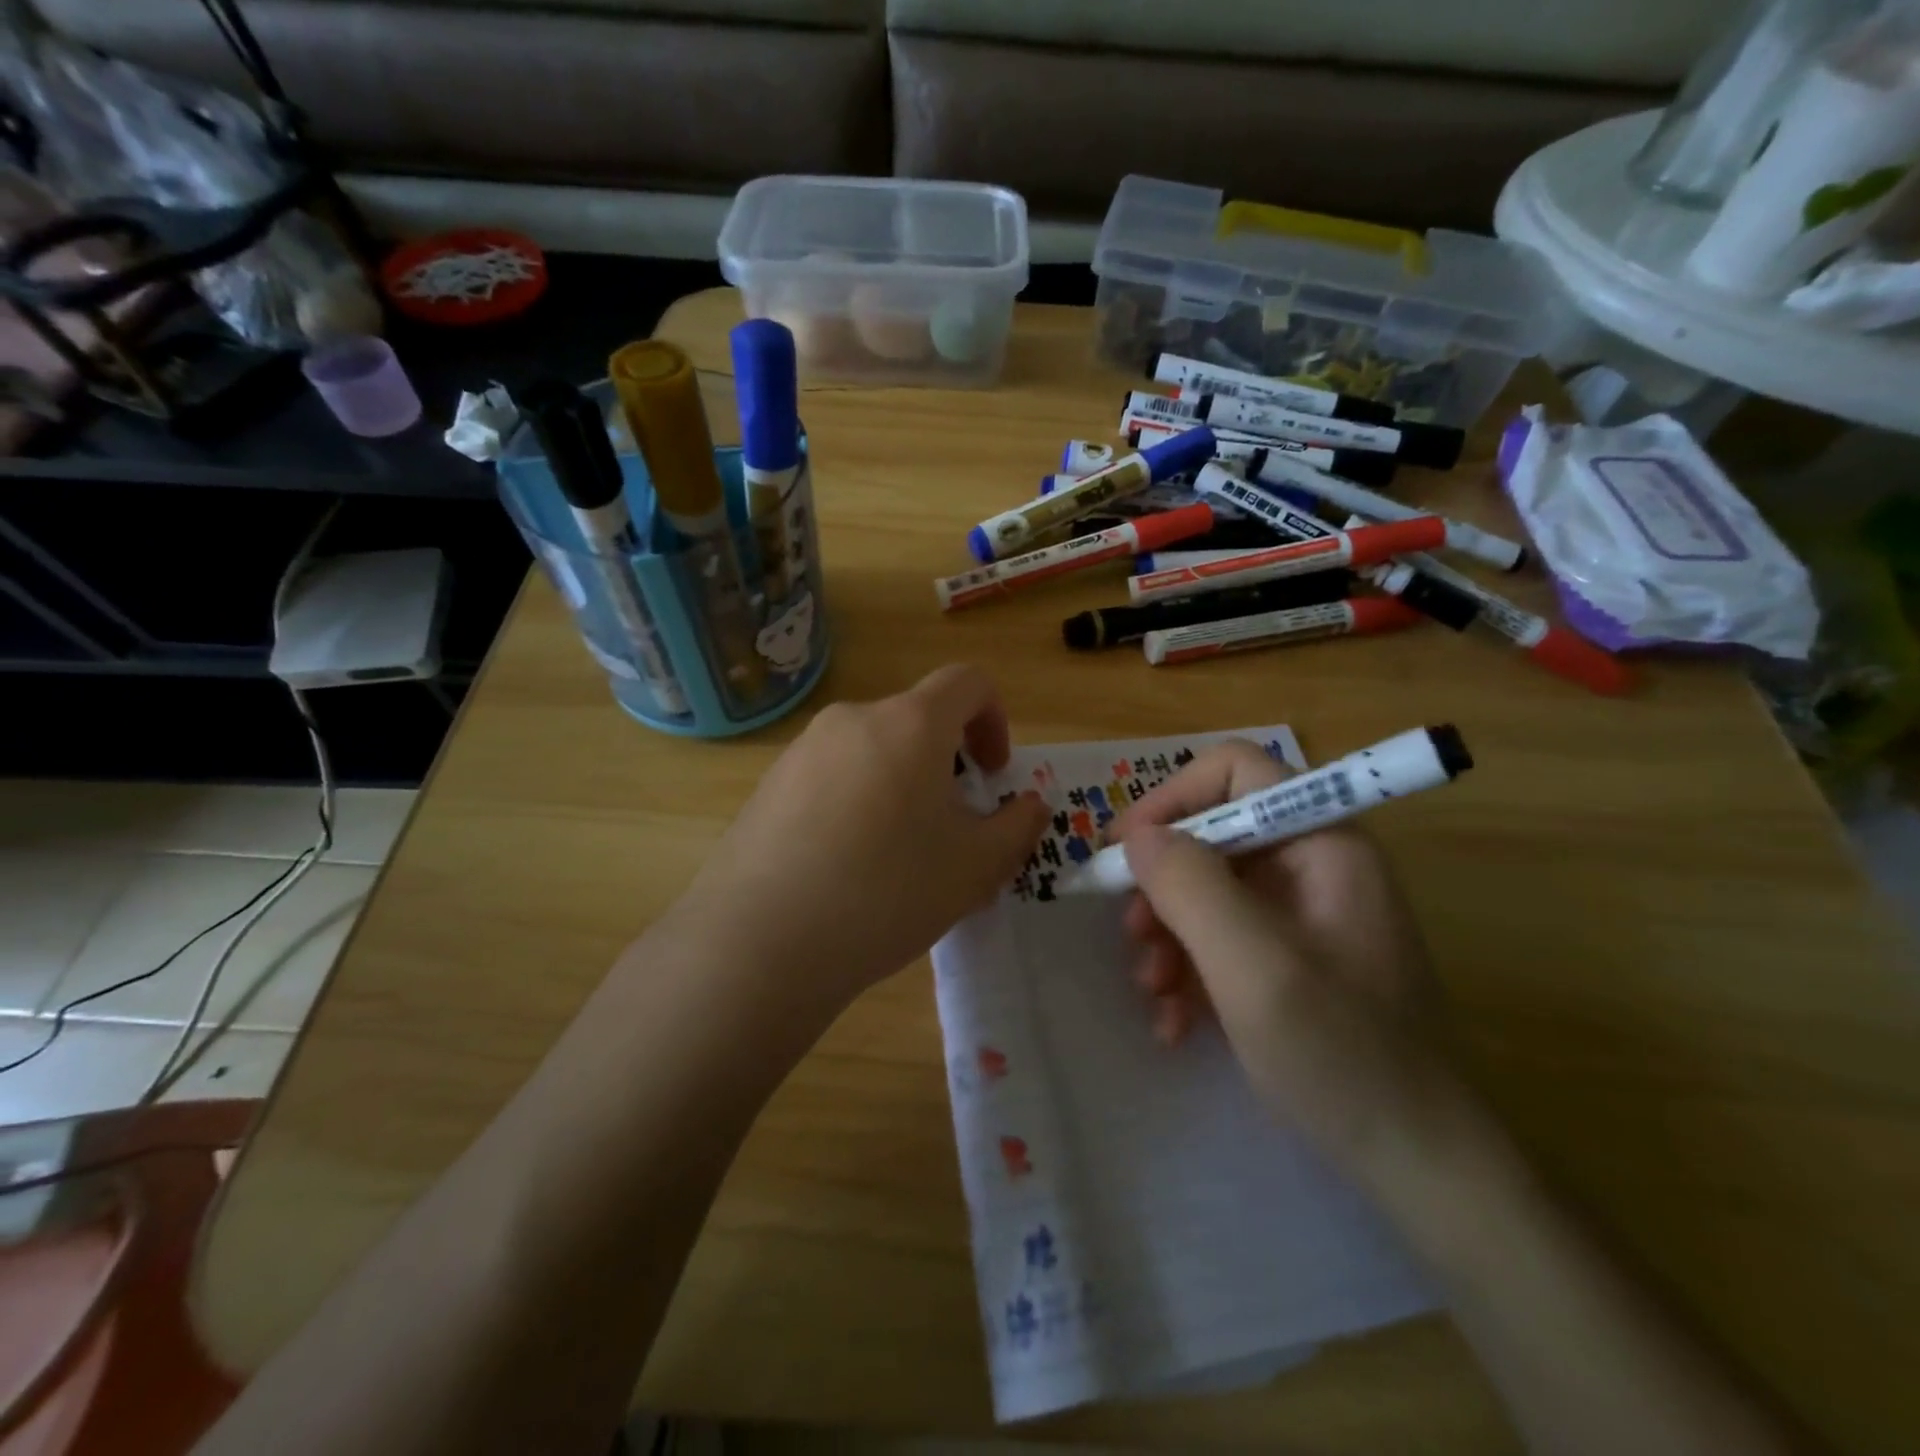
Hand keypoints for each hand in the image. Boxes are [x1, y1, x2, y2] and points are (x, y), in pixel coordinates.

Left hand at [670, 664, 1047, 1013]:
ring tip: (897, 857)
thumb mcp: (976, 867)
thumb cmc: (887, 892)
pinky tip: (845, 867)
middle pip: (917, 721)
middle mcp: (853, 720)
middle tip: (951, 830)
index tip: (993, 775)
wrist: (761, 942)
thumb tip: (1030, 805)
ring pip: (873, 752)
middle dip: (947, 765)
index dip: (995, 720)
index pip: (967, 683)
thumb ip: (1018, 827)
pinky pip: (832, 777)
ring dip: (901, 786)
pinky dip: (857, 802)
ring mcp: (802, 750)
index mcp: (909, 724)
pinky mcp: (769, 784)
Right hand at [1114, 739, 1451, 1174]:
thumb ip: (1190, 886)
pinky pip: (1222, 937)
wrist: (1416, 1165)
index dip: (1173, 798)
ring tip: (1153, 993)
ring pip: (1207, 890)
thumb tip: (1137, 835)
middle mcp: (1313, 865)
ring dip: (1168, 936)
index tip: (1124, 848)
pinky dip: (1190, 971)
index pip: (1236, 771)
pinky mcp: (1290, 957)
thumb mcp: (1253, 966)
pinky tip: (1175, 1022)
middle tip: (1133, 936)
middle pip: (1213, 835)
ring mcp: (1302, 914)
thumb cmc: (1340, 1054)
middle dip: (1163, 885)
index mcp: (1323, 842)